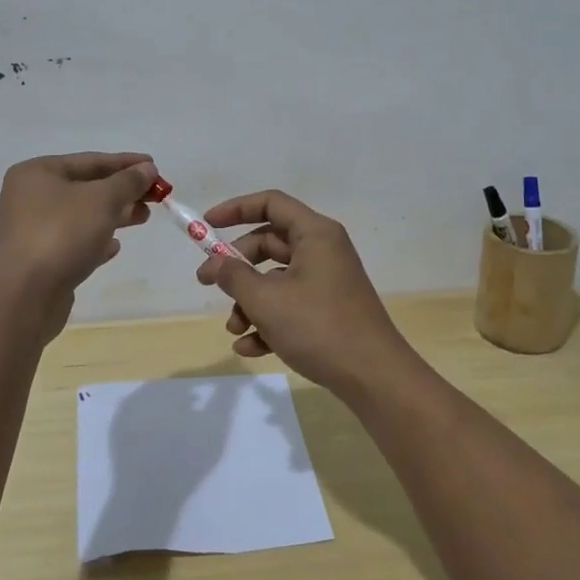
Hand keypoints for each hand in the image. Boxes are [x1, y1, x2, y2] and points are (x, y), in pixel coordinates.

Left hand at [0, 152, 154, 313]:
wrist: (24, 296)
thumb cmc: (62, 234)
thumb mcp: (102, 200)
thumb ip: (128, 182)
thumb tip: (147, 168)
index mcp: (37, 173)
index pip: (90, 160)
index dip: (125, 163)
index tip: (155, 167)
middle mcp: (30, 198)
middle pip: (86, 187)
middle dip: (122, 191)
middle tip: (155, 196)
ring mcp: (33, 231)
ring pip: (82, 216)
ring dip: (114, 215)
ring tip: (143, 217)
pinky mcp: (40, 260)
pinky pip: (74, 243)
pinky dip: (96, 241)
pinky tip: (115, 247)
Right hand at [194, 189, 414, 397]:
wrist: (373, 376)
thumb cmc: (318, 326)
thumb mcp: (266, 300)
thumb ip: (234, 276)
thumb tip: (216, 264)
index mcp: (315, 234)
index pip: (271, 203)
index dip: (236, 209)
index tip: (206, 225)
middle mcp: (323, 251)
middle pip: (269, 244)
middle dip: (236, 266)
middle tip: (206, 283)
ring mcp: (327, 283)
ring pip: (276, 280)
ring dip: (249, 302)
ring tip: (234, 329)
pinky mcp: (329, 312)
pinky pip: (290, 307)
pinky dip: (268, 323)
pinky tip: (249, 349)